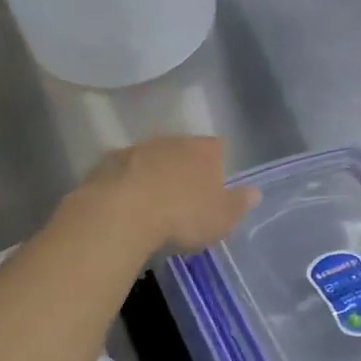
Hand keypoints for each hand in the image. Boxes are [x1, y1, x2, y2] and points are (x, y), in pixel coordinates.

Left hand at [73, 136, 258, 252]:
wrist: (120, 215)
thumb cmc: (181, 217)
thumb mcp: (221, 219)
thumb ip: (238, 204)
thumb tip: (254, 192)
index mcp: (203, 151)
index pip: (217, 149)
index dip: (216, 167)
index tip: (212, 189)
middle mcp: (171, 141)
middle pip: (182, 150)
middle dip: (182, 169)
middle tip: (182, 199)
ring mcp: (136, 148)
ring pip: (150, 158)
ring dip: (152, 175)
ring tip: (150, 205)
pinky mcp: (106, 163)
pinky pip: (121, 172)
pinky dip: (124, 184)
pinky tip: (123, 207)